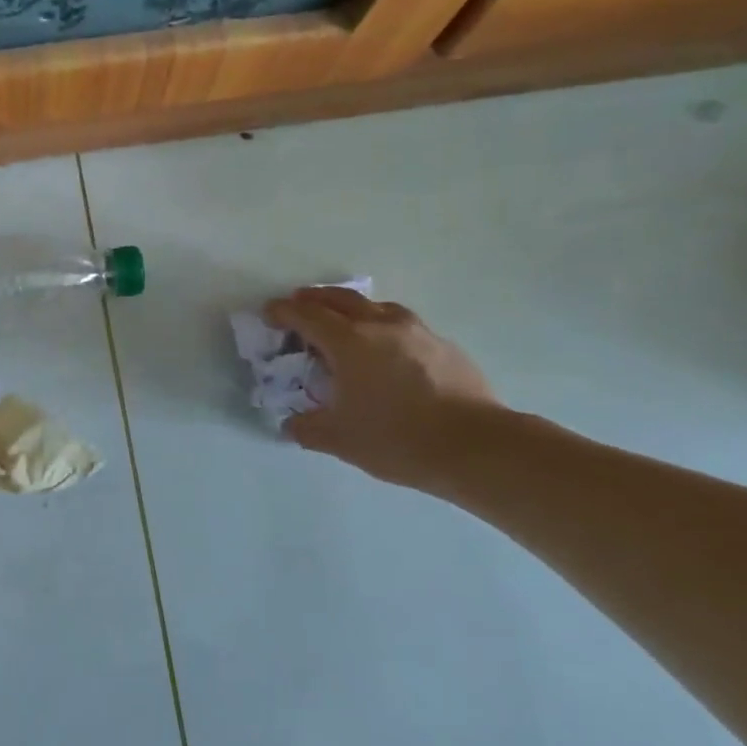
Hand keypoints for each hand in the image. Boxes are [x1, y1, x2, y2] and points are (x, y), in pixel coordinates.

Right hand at [265, 288, 500, 492]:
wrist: (477, 447)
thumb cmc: (398, 439)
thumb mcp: (340, 439)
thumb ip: (308, 428)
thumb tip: (292, 425)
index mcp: (349, 342)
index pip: (306, 315)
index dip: (283, 311)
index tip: (269, 313)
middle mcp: (380, 325)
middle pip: (340, 299)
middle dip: (314, 299)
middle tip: (298, 306)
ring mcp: (417, 332)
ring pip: (376, 306)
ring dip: (352, 308)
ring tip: (344, 323)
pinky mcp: (444, 346)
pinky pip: (403, 325)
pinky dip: (383, 327)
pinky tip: (387, 351)